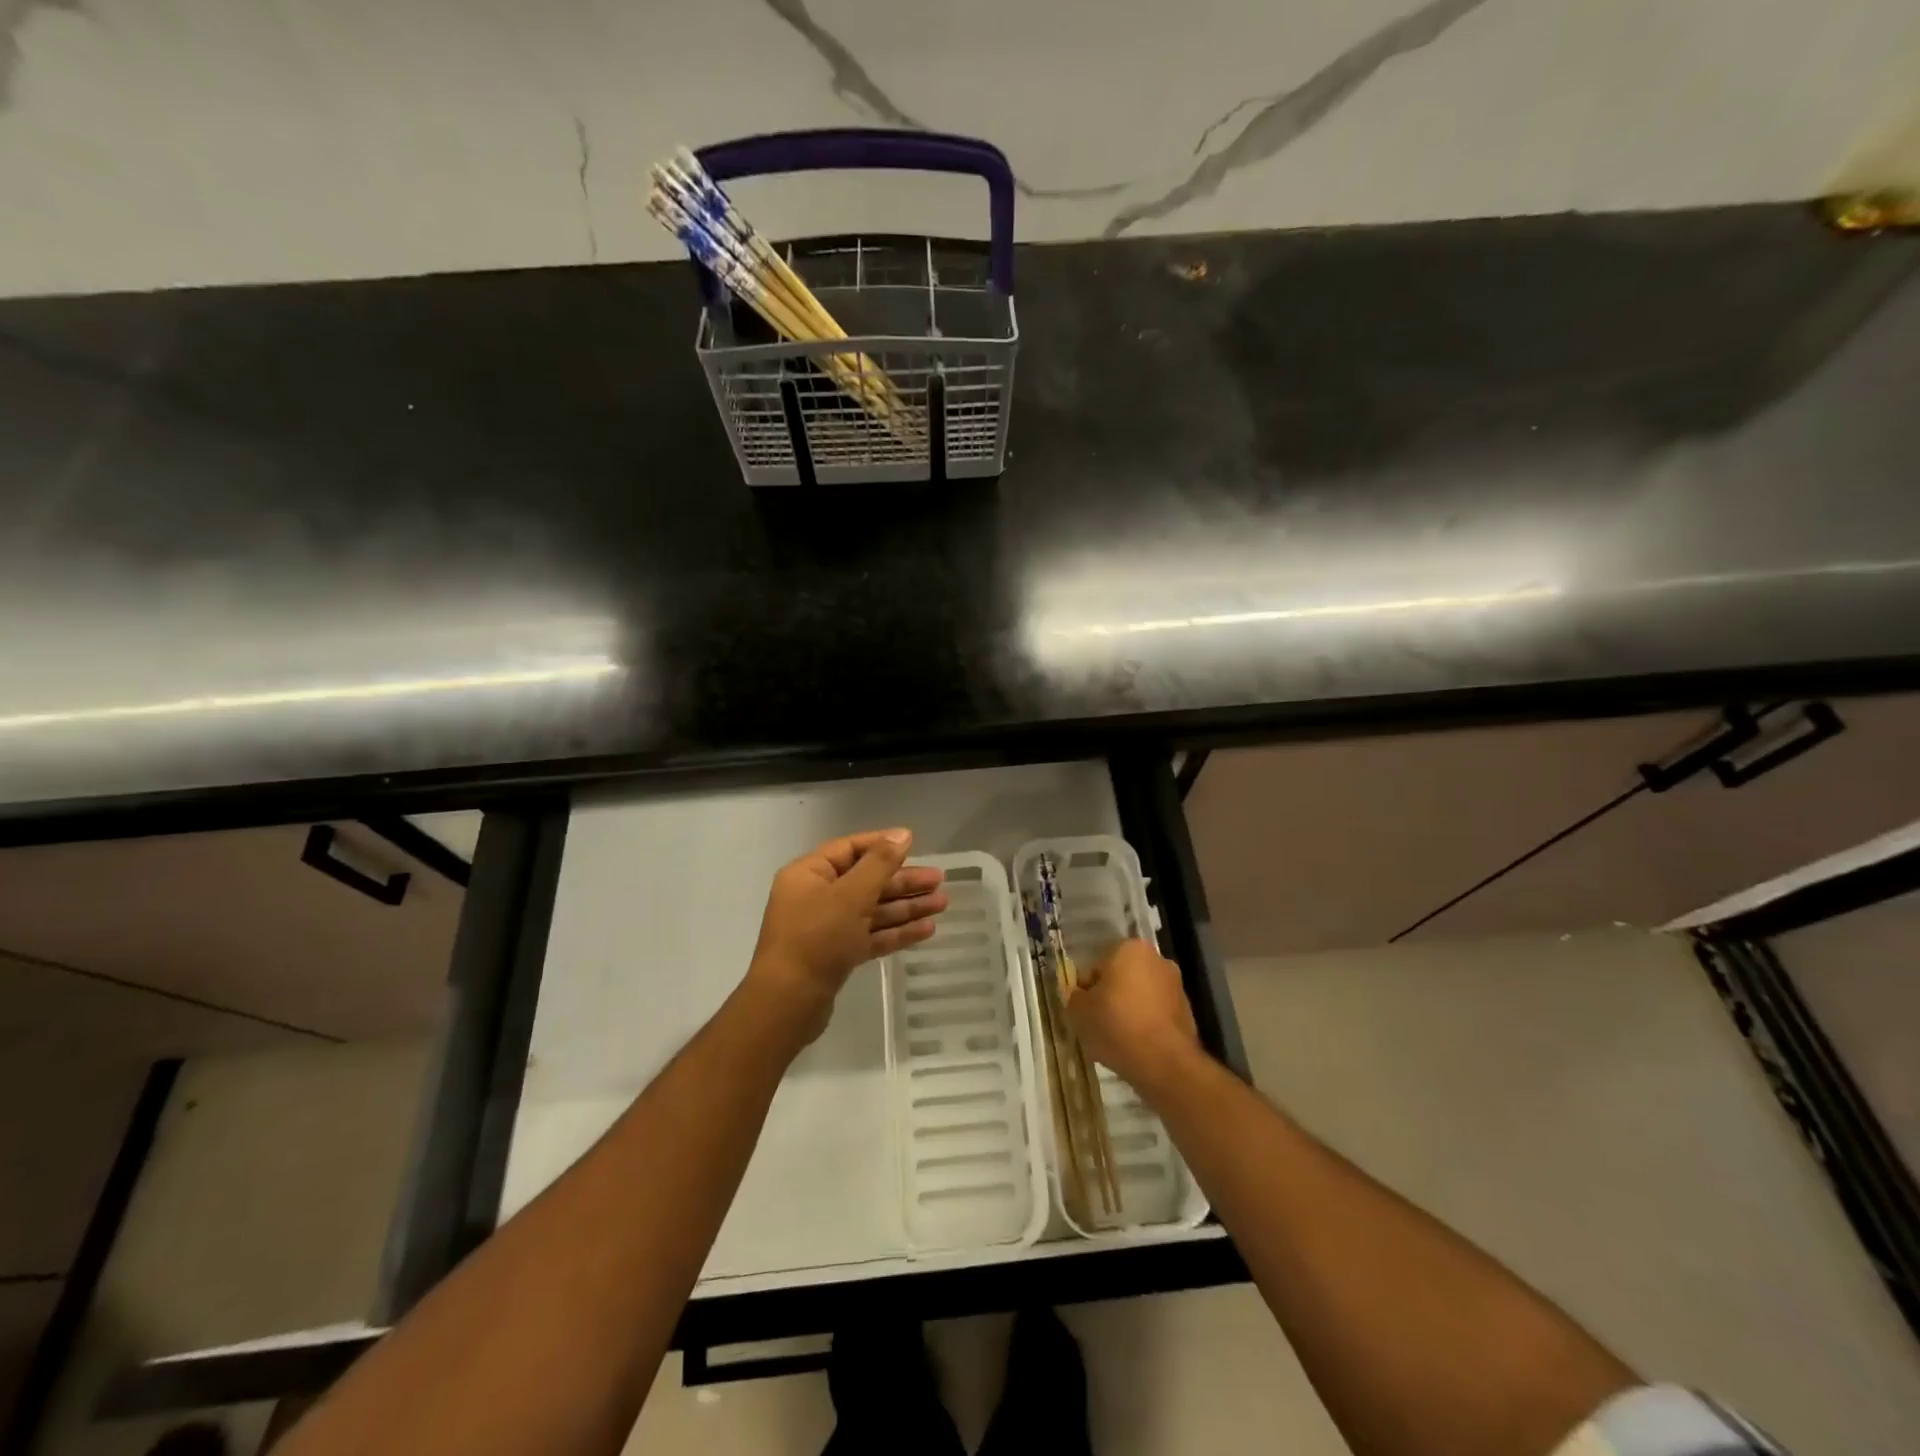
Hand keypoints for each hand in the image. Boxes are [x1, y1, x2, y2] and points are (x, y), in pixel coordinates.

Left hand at [745, 828, 946, 1045]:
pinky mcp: (837, 955)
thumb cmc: (817, 938)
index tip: (916, 844)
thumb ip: (880, 863)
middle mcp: (816, 896)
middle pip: (866, 880)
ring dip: (905, 907)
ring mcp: (826, 927)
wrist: (788, 1002)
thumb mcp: (851, 895)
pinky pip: (870, 935)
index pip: (850, 849)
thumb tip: (903, 834)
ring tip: (941, 904)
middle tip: (939, 881)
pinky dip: (896, 931)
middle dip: (903, 881)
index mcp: (809, 874)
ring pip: (872, 909)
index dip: (883, 845)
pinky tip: (926, 930)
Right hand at [1066, 938, 1201, 1093]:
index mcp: (1130, 949)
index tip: (1084, 1011)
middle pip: (1122, 978)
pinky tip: (1136, 1047)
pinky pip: (1156, 1014)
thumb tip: (1080, 996)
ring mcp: (1176, 986)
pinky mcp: (1188, 1012)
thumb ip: (1075, 997)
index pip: (1098, 966)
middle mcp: (1157, 960)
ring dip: (1129, 1011)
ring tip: (1117, 1039)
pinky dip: (1146, 1025)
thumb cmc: (1116, 1025)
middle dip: (1111, 997)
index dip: (1087, 990)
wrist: (1164, 1063)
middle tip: (1098, 1023)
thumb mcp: (1079, 1011)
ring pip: (1141, 996)